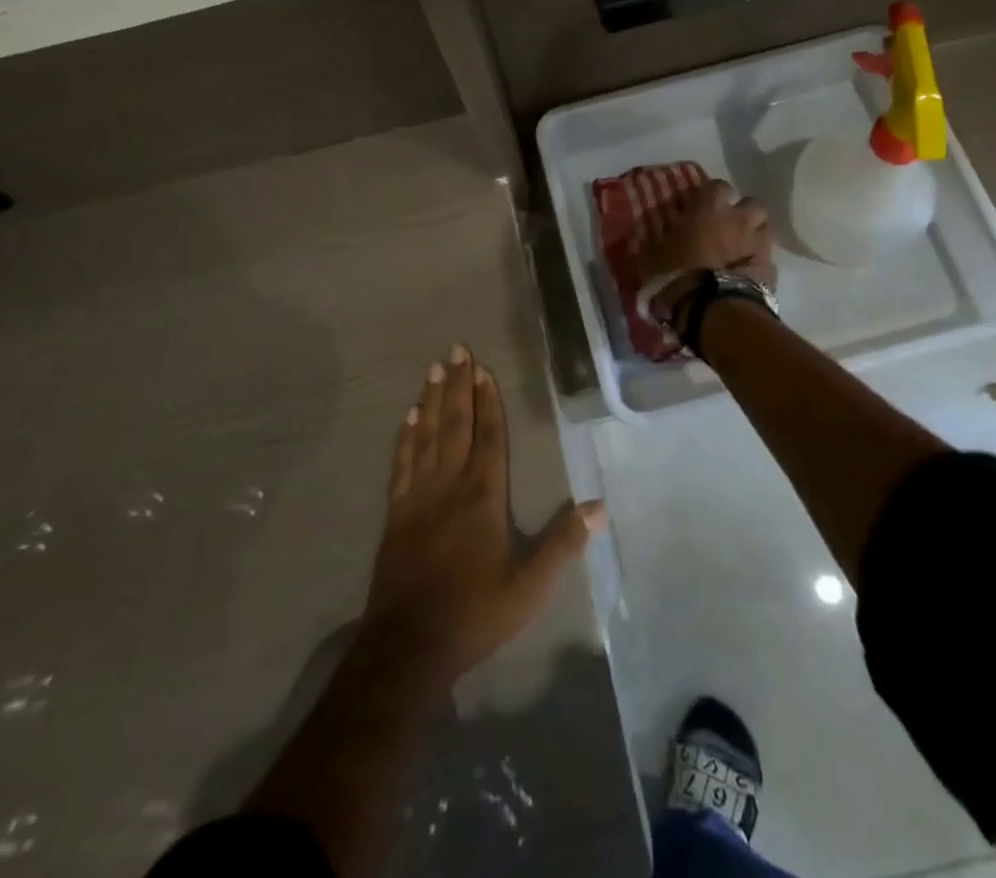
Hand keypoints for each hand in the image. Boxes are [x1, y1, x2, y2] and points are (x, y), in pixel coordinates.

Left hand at [362, 345, 605, 690]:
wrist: (408, 646)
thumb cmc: (475, 613)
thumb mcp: (529, 587)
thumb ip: (562, 543)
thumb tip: (600, 506)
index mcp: (483, 497)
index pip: (488, 437)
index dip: (488, 401)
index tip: (483, 368)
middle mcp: (449, 485)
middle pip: (455, 424)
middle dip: (458, 385)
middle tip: (456, 349)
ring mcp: (418, 496)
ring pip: (427, 435)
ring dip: (432, 400)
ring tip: (434, 369)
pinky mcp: (396, 512)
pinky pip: (402, 463)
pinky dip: (406, 436)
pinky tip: (408, 416)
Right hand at [637, 180, 776, 318]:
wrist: (714, 309)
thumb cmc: (678, 275)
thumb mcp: (652, 257)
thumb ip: (653, 242)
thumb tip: (642, 235)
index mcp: (709, 208)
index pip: (717, 186)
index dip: (710, 196)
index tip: (700, 208)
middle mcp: (739, 218)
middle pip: (751, 203)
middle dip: (741, 213)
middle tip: (726, 228)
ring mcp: (759, 242)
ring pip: (764, 229)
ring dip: (753, 235)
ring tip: (740, 250)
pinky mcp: (771, 268)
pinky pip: (766, 258)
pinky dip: (757, 263)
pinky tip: (746, 275)